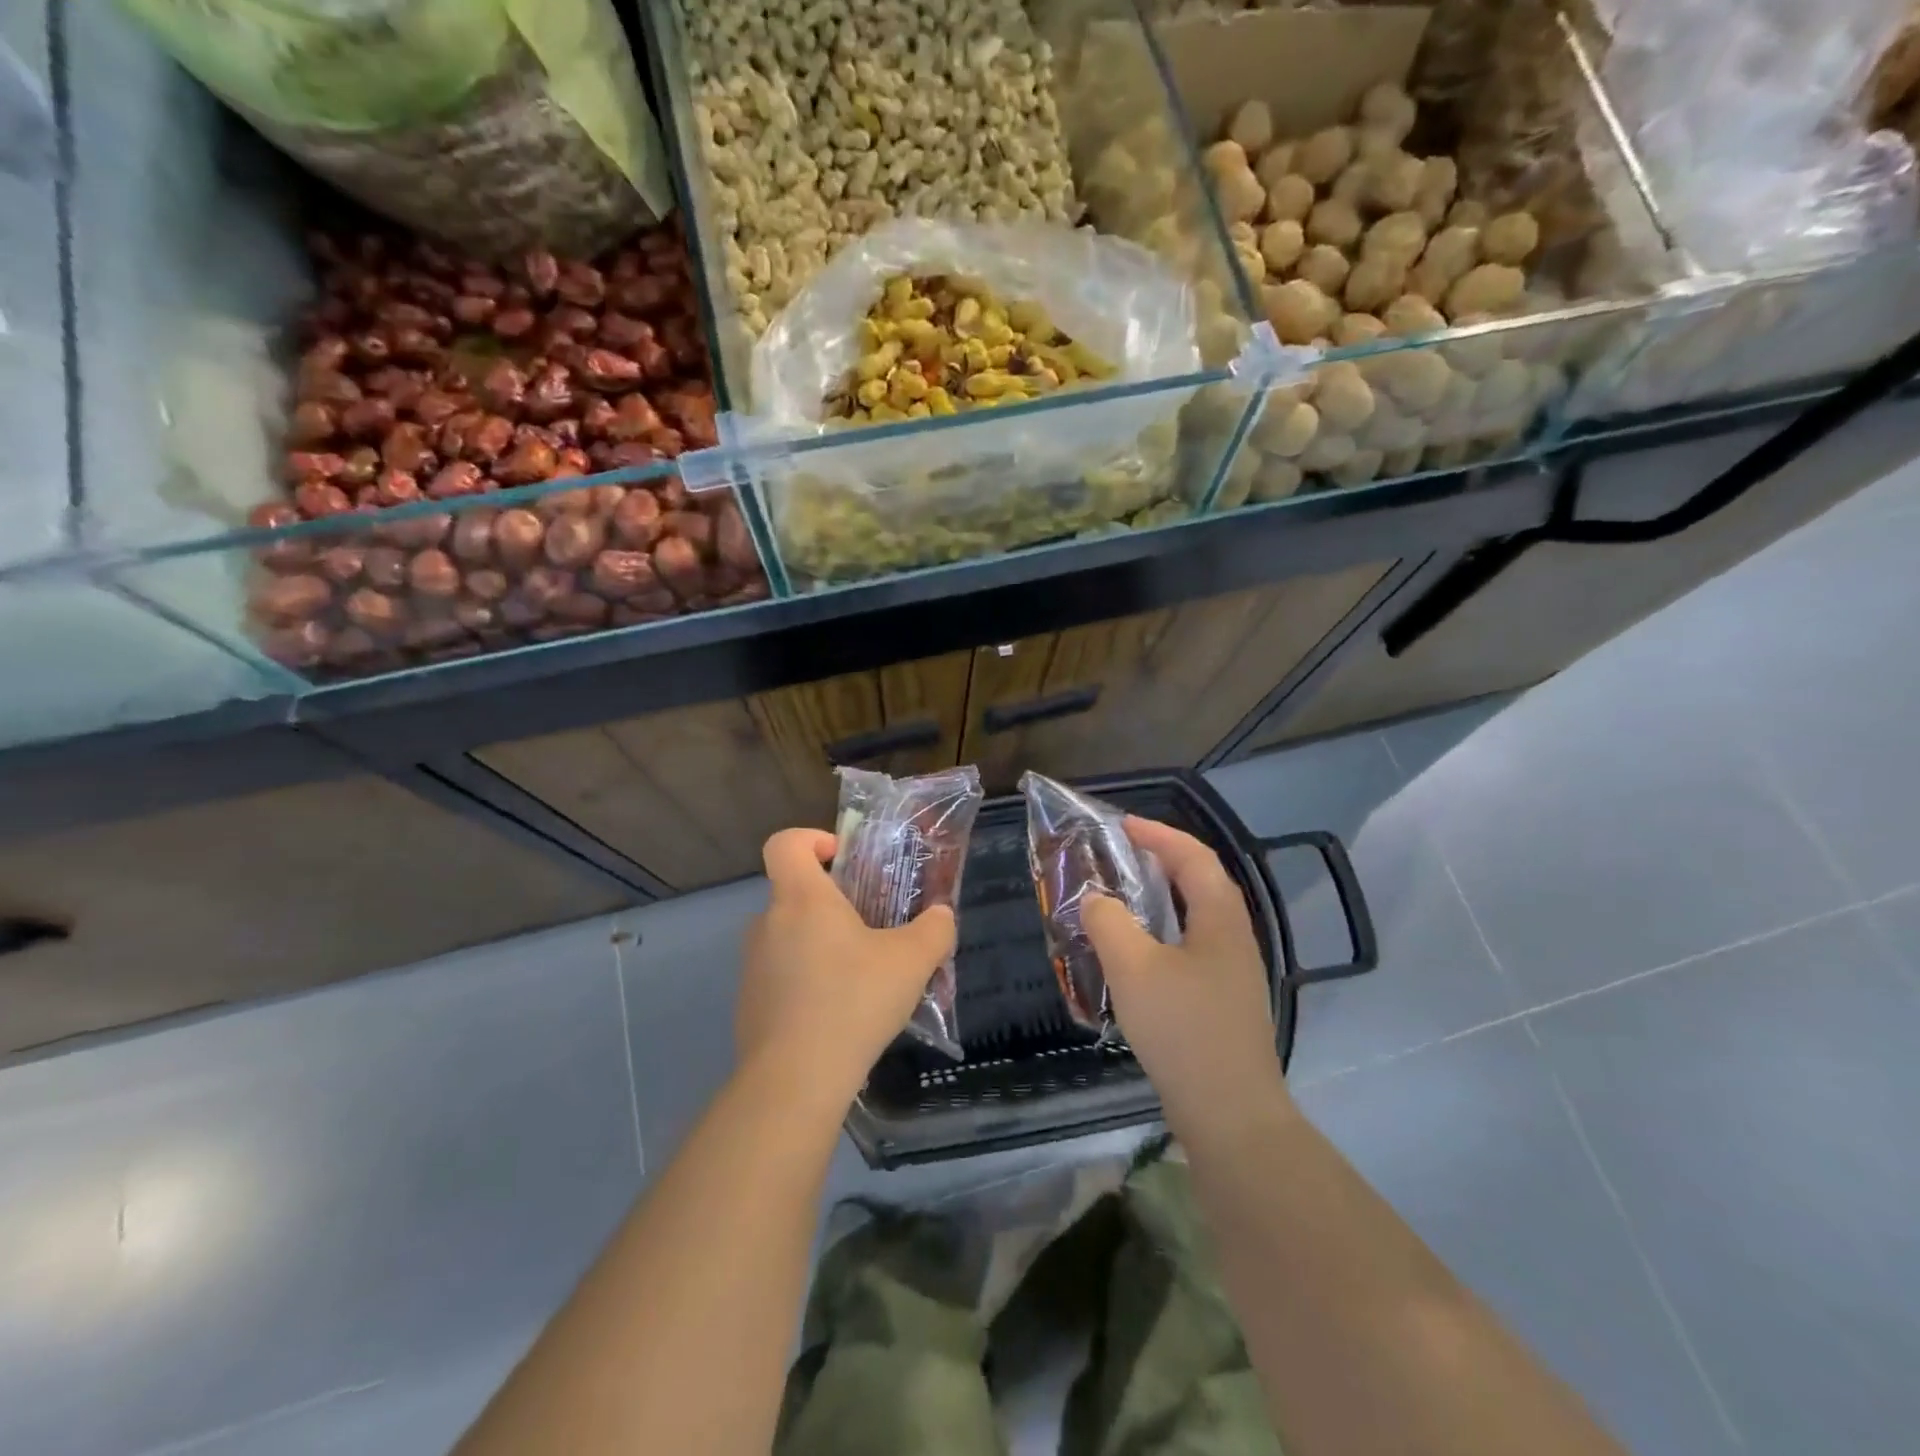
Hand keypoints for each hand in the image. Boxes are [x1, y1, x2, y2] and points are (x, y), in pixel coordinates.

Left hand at [738, 828, 956, 1110]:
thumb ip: (934, 930)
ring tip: (863, 979)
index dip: (813, 839)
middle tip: (873, 930)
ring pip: (790, 937)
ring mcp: (753, 966)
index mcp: (801, 899)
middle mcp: (768, 923)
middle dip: (834, 905)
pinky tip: (839, 1016)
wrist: (794, 1081)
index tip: (844, 861)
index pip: (786, 843)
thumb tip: (942, 915)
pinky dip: (808, 982)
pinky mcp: (749, 1004)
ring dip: (823, 946)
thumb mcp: (911, 962)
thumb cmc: (853, 1001)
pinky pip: (782, 976)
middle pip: (794, 893)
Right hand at [1082, 816, 1287, 1136]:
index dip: (1159, 835)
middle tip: (1120, 854)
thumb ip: (1109, 923)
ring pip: (1195, 917)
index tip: (1122, 825)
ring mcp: (1232, 973)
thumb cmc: (1183, 1029)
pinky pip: (1191, 947)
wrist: (1230, 1114)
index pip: (1193, 857)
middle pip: (1200, 882)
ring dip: (1161, 898)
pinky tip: (1136, 954)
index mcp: (1220, 919)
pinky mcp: (1223, 1002)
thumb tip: (1096, 900)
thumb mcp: (1133, 968)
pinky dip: (1162, 933)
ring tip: (1122, 896)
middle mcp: (1234, 938)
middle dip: (1162, 860)